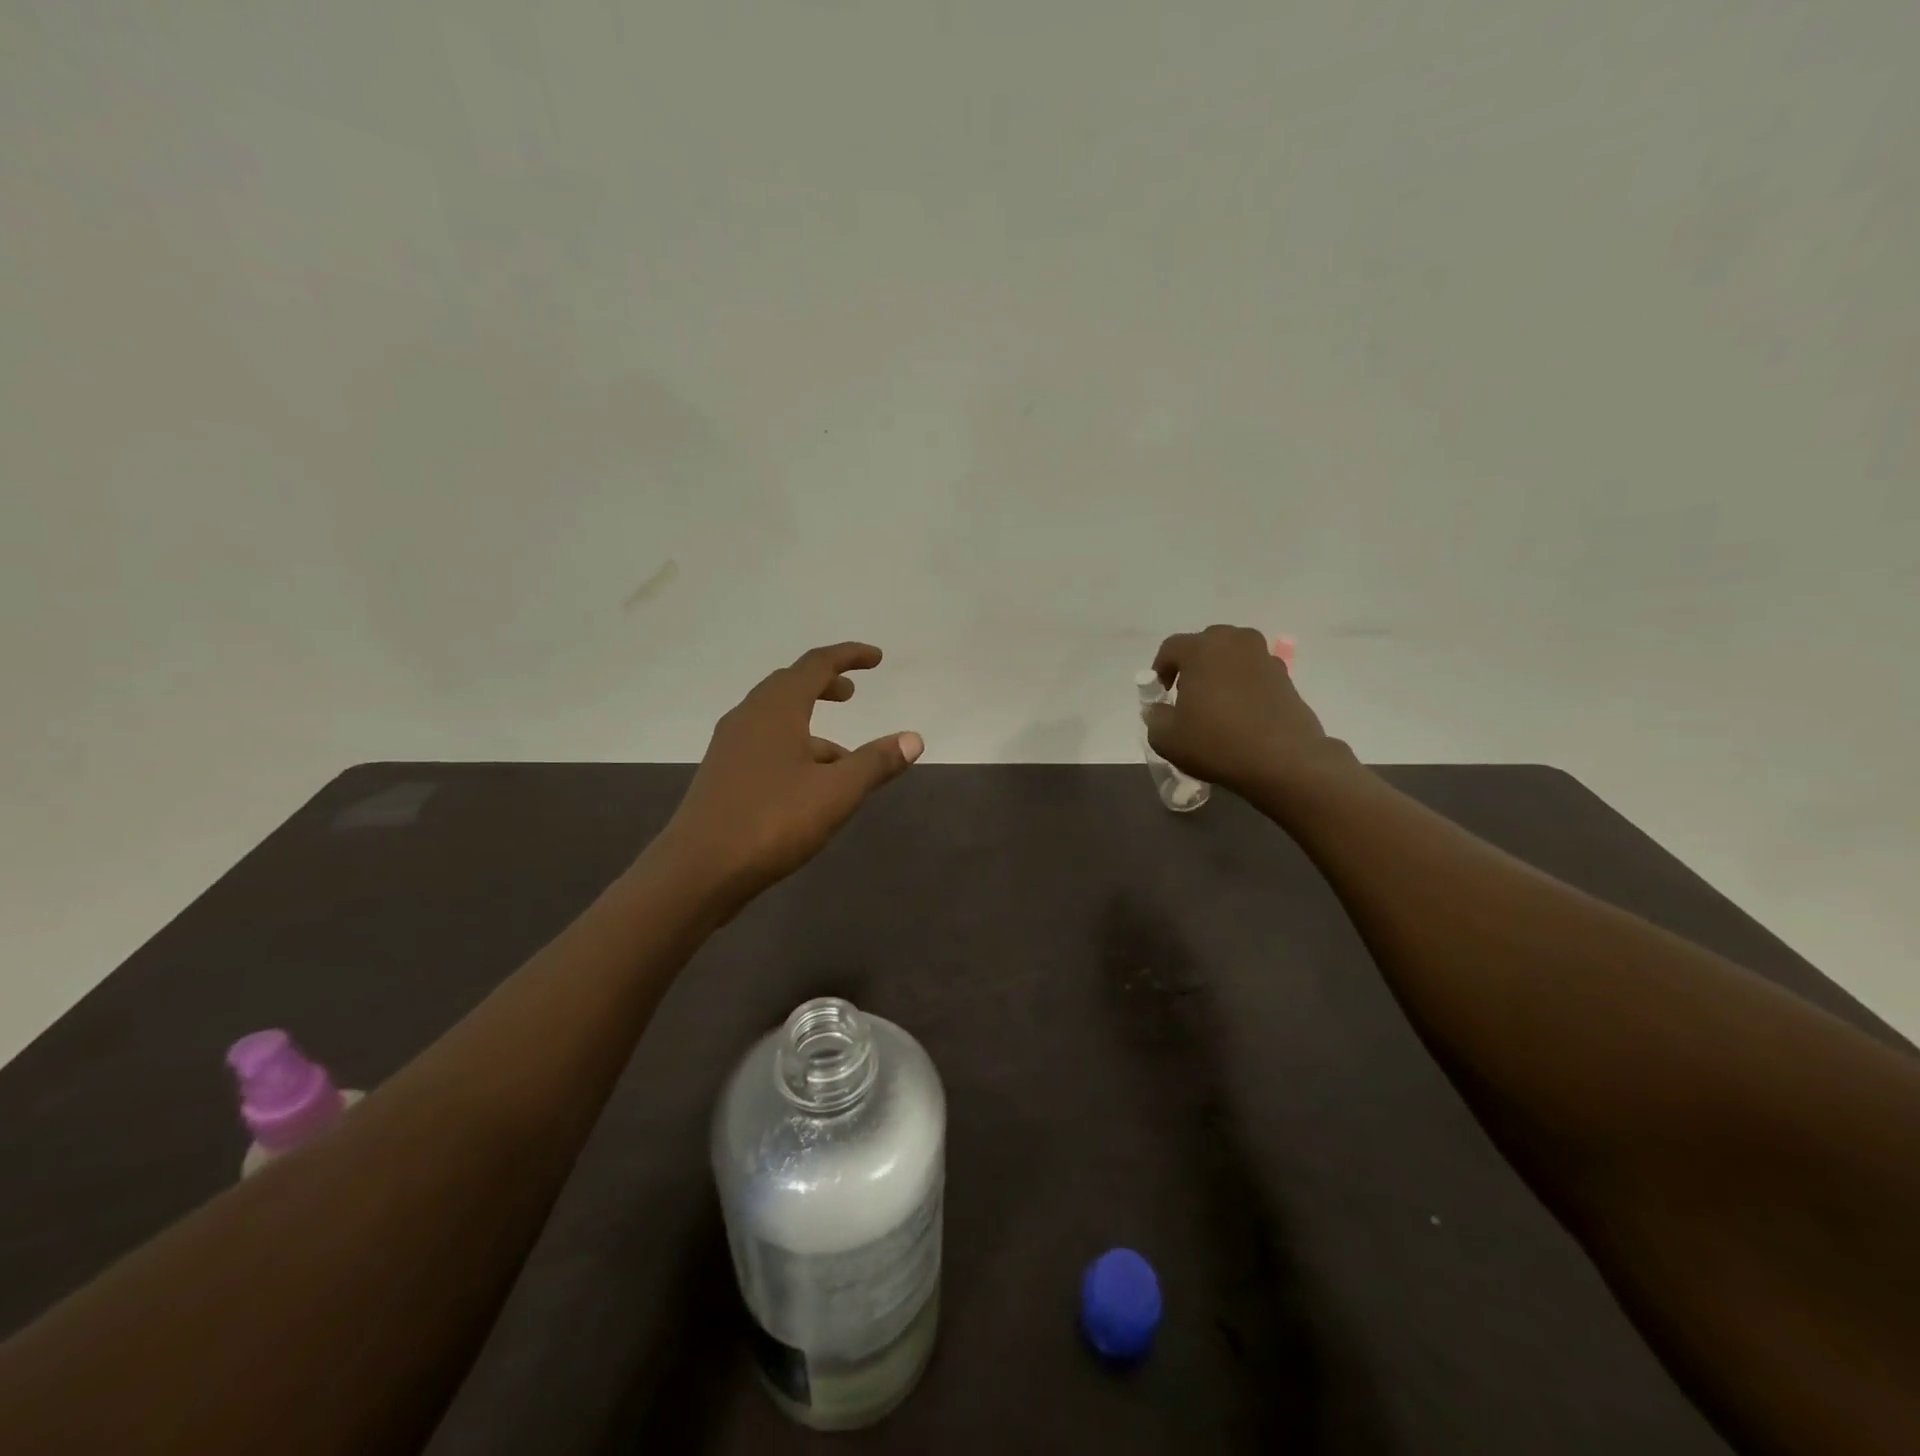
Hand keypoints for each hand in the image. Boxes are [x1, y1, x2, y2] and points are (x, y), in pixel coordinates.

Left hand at [663, 643, 922, 900]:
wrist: (698, 871)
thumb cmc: (772, 821)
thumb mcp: (836, 793)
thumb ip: (876, 762)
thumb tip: (913, 738)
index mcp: (776, 709)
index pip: (816, 664)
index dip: (848, 656)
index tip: (876, 659)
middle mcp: (749, 717)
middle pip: (790, 685)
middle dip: (824, 684)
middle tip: (851, 693)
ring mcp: (731, 746)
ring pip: (776, 718)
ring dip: (811, 724)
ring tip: (844, 757)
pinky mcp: (723, 774)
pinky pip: (765, 744)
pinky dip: (794, 747)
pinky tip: (811, 785)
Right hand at [1145, 625, 1345, 799]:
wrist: (1283, 760)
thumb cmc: (1216, 742)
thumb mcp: (1165, 738)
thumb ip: (1154, 717)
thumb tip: (1159, 710)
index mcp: (1201, 649)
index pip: (1171, 648)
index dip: (1160, 670)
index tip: (1161, 695)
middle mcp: (1234, 642)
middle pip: (1205, 645)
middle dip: (1193, 666)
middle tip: (1188, 696)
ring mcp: (1264, 657)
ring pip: (1233, 656)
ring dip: (1221, 673)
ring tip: (1217, 704)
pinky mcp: (1286, 677)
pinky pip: (1255, 673)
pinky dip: (1244, 685)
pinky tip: (1242, 714)